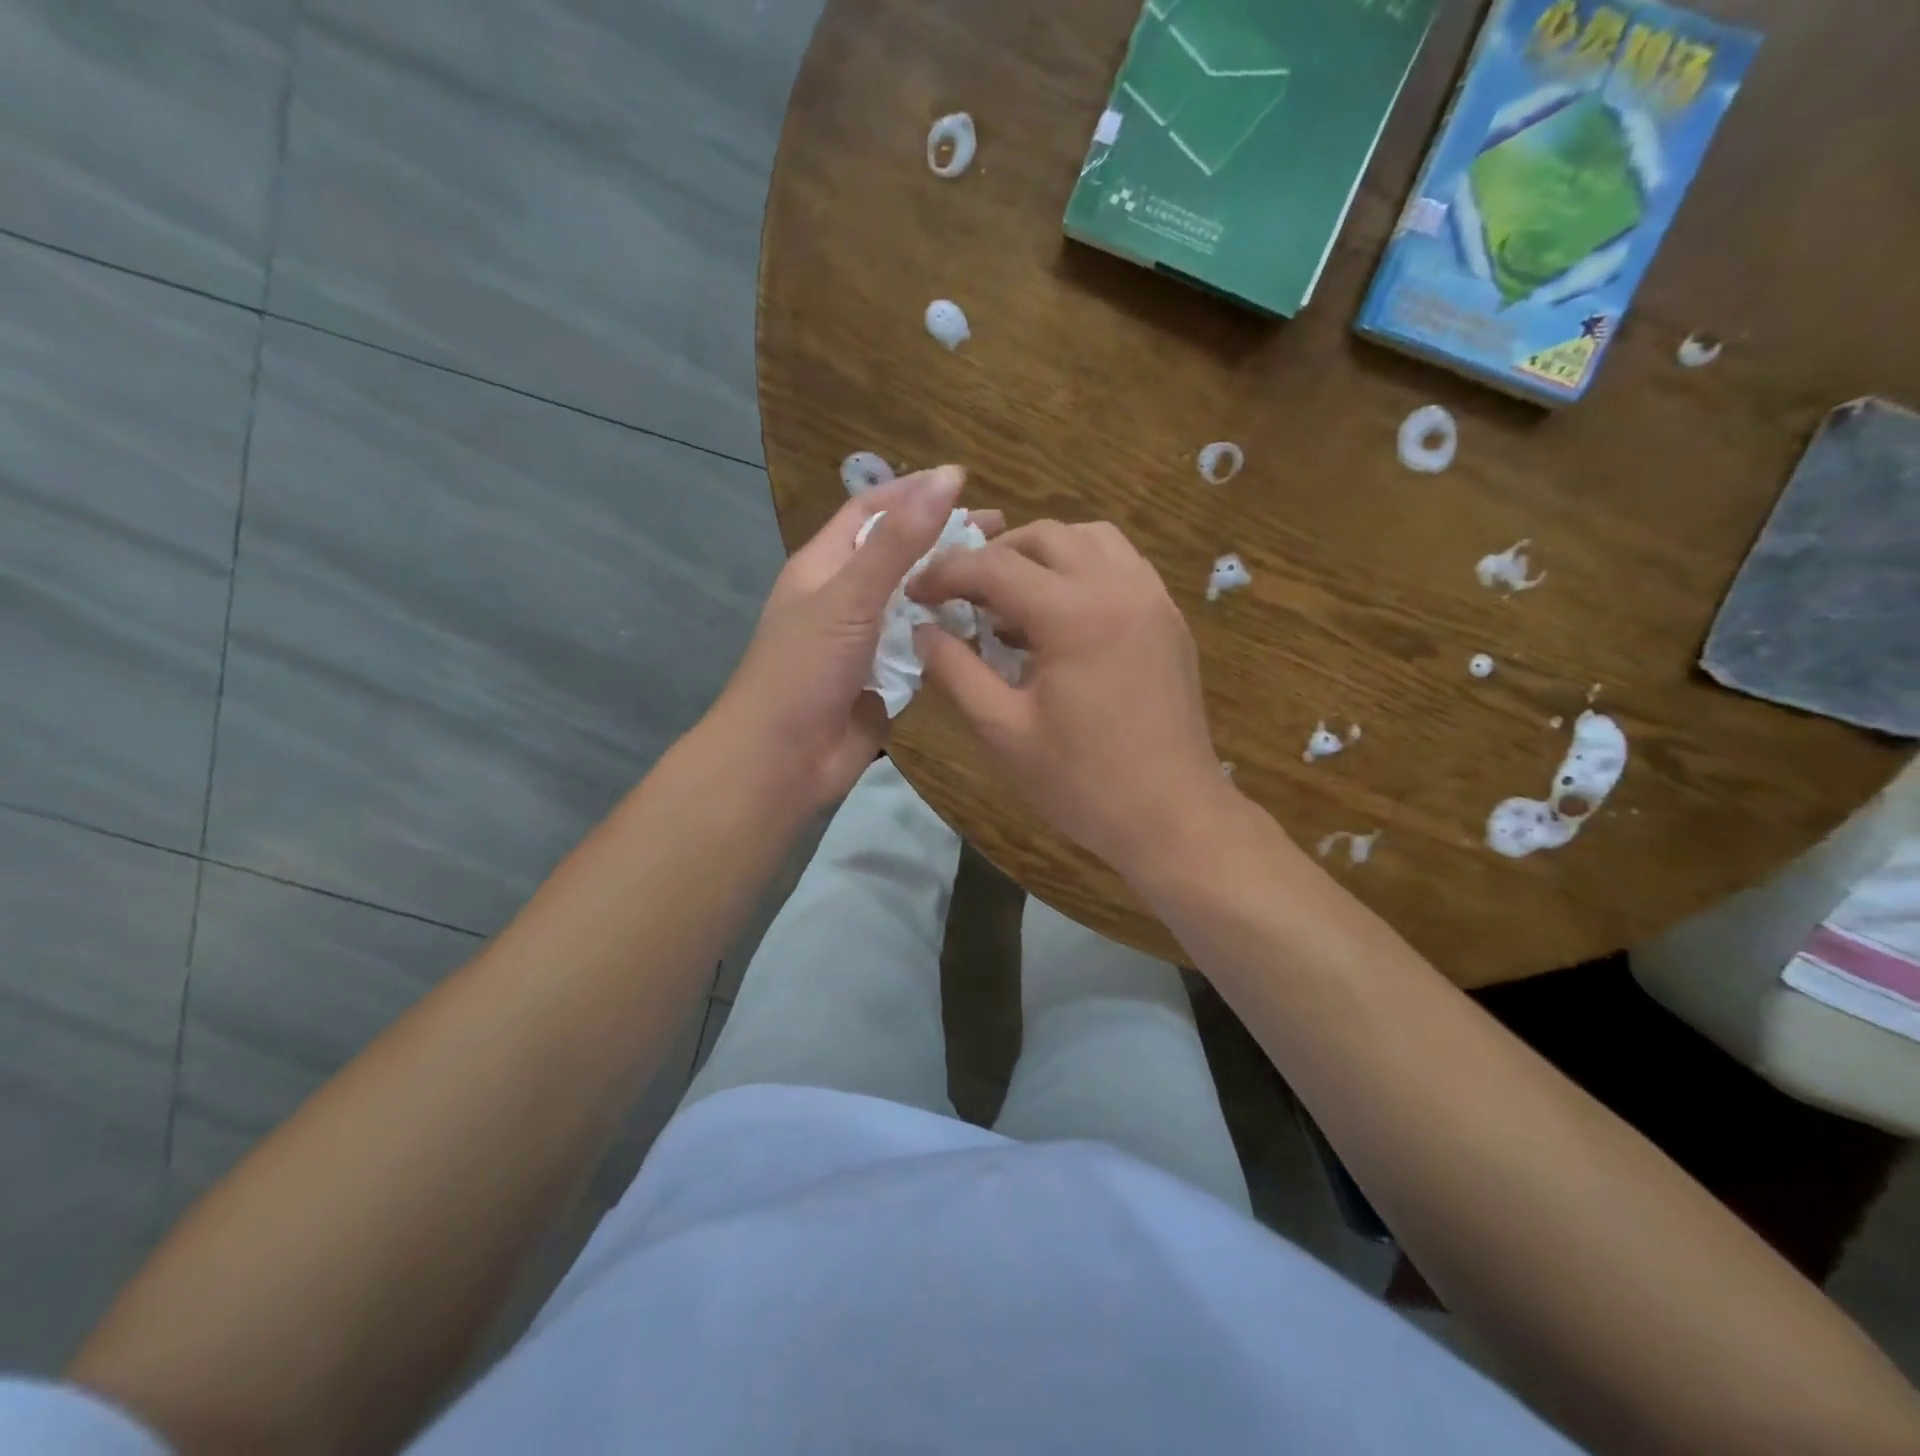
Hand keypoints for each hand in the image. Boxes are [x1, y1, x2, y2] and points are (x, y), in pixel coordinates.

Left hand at [710, 466, 1001, 814]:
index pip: (870, 511)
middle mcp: (845, 597)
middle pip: (899, 555)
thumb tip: (948, 477)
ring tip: (1004, 579)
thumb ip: (900, 541)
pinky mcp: (885, 679)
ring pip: (915, 604)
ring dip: (952, 591)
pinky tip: (988, 630)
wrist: (782, 760)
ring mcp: (866, 641)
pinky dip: (949, 638)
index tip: (964, 482)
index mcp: (824, 566)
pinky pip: (922, 648)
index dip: (913, 492)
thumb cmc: (805, 669)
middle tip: (1001, 532)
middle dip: (944, 541)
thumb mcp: (851, 595)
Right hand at [908, 519, 1233, 881]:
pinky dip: (1081, 569)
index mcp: (1074, 614)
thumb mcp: (1003, 730)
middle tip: (962, 595)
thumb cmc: (1083, 781)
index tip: (917, 593)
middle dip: (993, 556)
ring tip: (1012, 600)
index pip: (995, 567)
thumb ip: (955, 671)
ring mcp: (1152, 597)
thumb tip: (922, 630)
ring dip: (1042, 555)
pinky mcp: (1169, 617)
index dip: (946, 573)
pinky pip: (1120, 565)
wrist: (1173, 816)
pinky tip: (1060, 616)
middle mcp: (1119, 586)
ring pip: (1089, 539)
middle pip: (1044, 537)